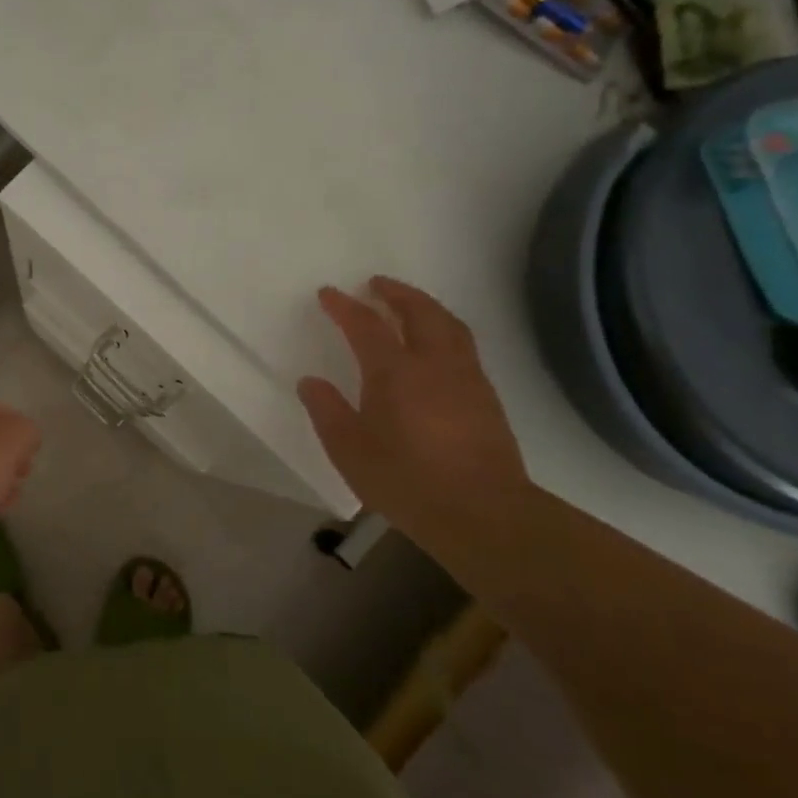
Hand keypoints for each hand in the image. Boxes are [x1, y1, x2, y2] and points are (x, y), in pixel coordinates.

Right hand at [297, 277, 528, 522]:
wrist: (483, 513)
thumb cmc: (407, 480)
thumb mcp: (349, 450)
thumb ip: (327, 411)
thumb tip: (310, 382)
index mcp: (394, 371)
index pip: (365, 324)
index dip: (344, 306)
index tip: (328, 293)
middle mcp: (433, 363)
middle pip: (419, 311)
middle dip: (396, 292)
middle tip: (376, 284)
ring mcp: (466, 377)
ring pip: (449, 324)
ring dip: (425, 306)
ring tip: (409, 305)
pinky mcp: (486, 397)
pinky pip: (463, 345)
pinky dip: (445, 330)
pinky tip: (437, 348)